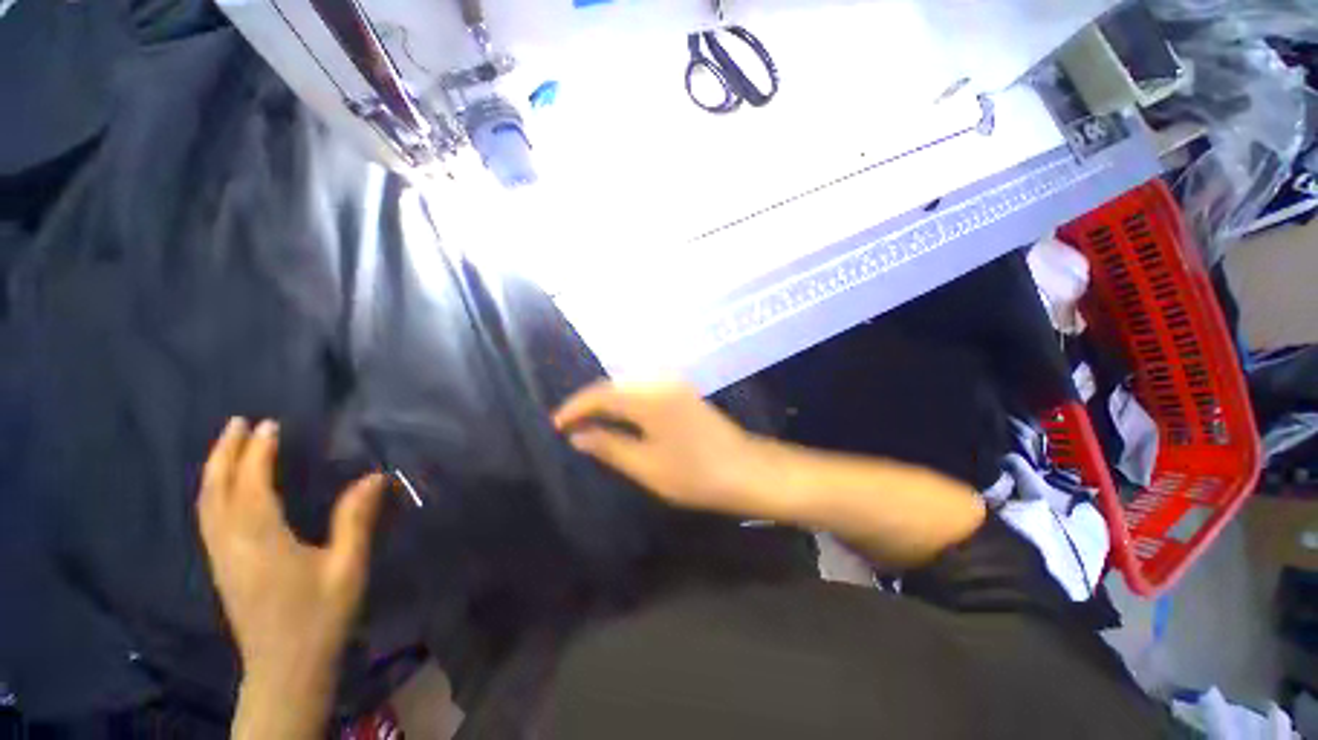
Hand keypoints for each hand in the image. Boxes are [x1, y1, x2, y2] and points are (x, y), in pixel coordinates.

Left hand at [197, 418, 385, 686]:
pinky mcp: (221, 568)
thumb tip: (374, 476)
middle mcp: (231, 543)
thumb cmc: (320, 616)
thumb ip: (356, 520)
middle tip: (238, 422)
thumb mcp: (347, 567)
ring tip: (227, 445)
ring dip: (214, 470)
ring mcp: (220, 557)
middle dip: (225, 453)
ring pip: (206, 504)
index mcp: (261, 539)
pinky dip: (212, 492)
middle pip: (217, 490)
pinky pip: (208, 518)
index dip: (258, 452)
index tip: (270, 424)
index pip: (252, 484)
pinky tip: (223, 488)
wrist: (285, 669)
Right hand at [553, 381, 780, 518]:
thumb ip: (609, 446)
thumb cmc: (695, 474)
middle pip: (614, 385)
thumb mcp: (645, 465)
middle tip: (571, 424)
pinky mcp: (684, 392)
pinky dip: (627, 400)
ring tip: (590, 421)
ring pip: (630, 385)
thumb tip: (578, 435)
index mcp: (649, 397)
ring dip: (608, 400)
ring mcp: (675, 384)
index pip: (601, 394)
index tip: (556, 424)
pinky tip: (621, 415)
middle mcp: (660, 381)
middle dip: (590, 402)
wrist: (746, 470)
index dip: (576, 407)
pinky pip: (645, 388)